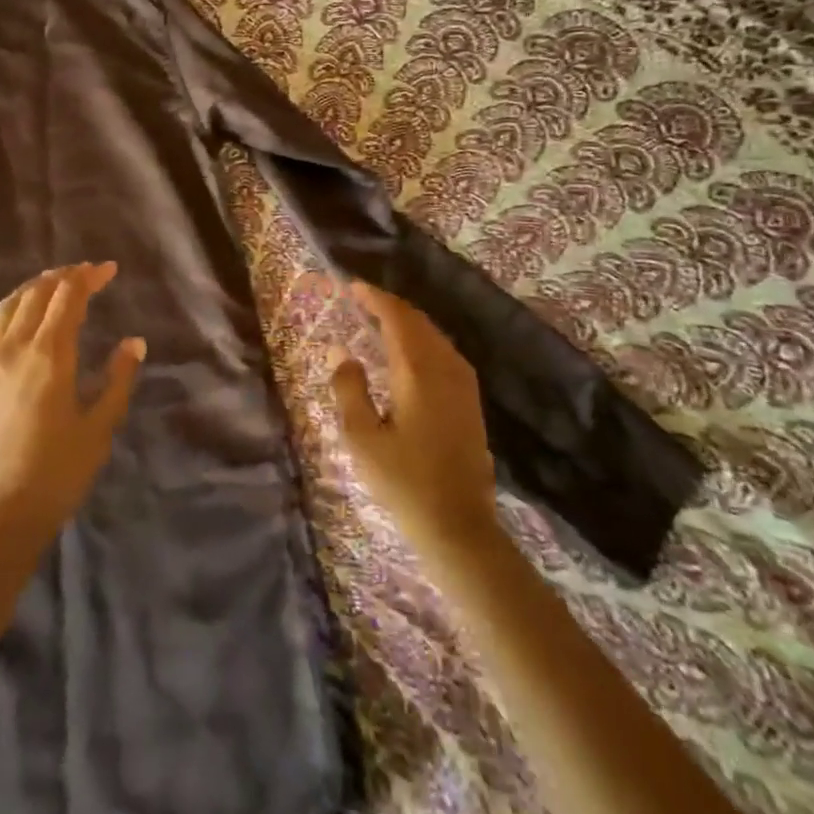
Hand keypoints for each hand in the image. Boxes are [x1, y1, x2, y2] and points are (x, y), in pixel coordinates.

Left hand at [0, 263, 145, 551]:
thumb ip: (118, 379)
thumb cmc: (57, 475)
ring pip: (6, 308)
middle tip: (86, 274)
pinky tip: (8, 313)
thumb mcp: (100, 427)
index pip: (68, 297)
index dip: (89, 277)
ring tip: (52, 285)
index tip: (108, 270)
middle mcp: (13, 349)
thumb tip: (134, 341)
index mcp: (49, 356)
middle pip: (37, 295)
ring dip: (32, 289)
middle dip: (64, 277)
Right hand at [330, 282, 499, 563]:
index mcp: (418, 371)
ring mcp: (463, 384)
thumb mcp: (362, 439)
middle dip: (390, 306)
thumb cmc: (404, 483)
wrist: (459, 527)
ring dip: (407, 322)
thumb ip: (349, 390)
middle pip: (418, 321)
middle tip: (361, 301)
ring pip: (434, 335)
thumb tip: (343, 354)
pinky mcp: (470, 400)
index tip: (352, 286)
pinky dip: (422, 340)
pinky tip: (407, 353)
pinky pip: (444, 352)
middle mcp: (446, 367)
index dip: (374, 297)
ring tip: (379, 321)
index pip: (397, 317)